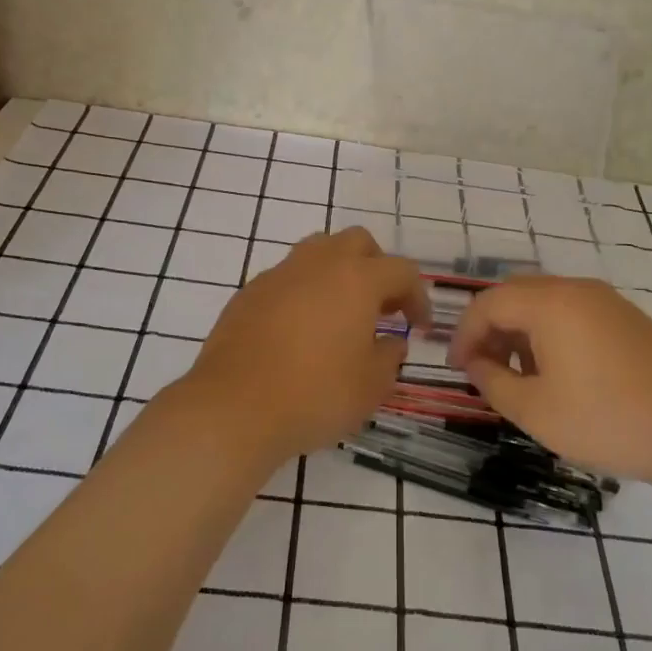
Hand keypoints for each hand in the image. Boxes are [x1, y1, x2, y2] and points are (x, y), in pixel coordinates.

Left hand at [175, 228, 429, 467]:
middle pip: (358, 243)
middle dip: (376, 268)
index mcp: (357, 279)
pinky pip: (287, 278)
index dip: (417, 297)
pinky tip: (299, 331)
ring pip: (318, 251)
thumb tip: (390, 342)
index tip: (418, 327)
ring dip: (337, 273)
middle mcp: (319, 264)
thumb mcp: (370, 387)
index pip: (402, 271)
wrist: (233, 407)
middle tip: (380, 308)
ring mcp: (279, 274)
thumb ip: (389, 357)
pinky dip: (303, 293)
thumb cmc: (314, 395)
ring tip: (339, 314)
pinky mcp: (249, 292)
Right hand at [447, 276, 651, 483]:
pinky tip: (558, 373)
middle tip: (482, 368)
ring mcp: (607, 301)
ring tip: (519, 376)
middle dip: (491, 329)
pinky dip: (551, 333)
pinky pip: (573, 312)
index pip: (488, 303)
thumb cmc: (606, 420)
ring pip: (545, 303)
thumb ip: (493, 381)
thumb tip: (476, 363)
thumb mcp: (535, 410)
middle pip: (516, 295)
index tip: (456, 367)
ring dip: (521, 332)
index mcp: (549, 303)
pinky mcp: (628, 318)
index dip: (464, 333)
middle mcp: (576, 289)